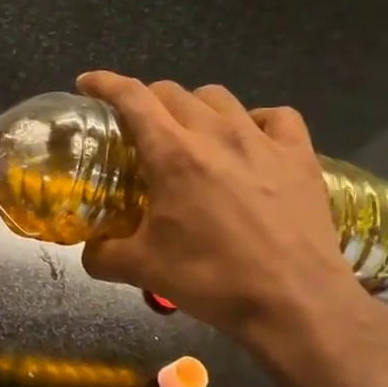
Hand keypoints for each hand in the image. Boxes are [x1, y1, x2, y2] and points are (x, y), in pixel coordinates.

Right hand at [77, 71, 370, 347]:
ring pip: (220, 98)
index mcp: (173, 155)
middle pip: (173, 92)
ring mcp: (263, 143)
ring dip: (194, 106)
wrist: (295, 304)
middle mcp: (216, 136)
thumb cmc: (212, 279)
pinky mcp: (300, 158)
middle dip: (146, 99)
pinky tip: (250, 139)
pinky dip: (256, 120)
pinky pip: (277, 117)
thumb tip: (88, 251)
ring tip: (189, 131)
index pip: (132, 98)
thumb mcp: (142, 269)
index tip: (87, 83)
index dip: (104, 83)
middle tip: (136, 125)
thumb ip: (102, 255)